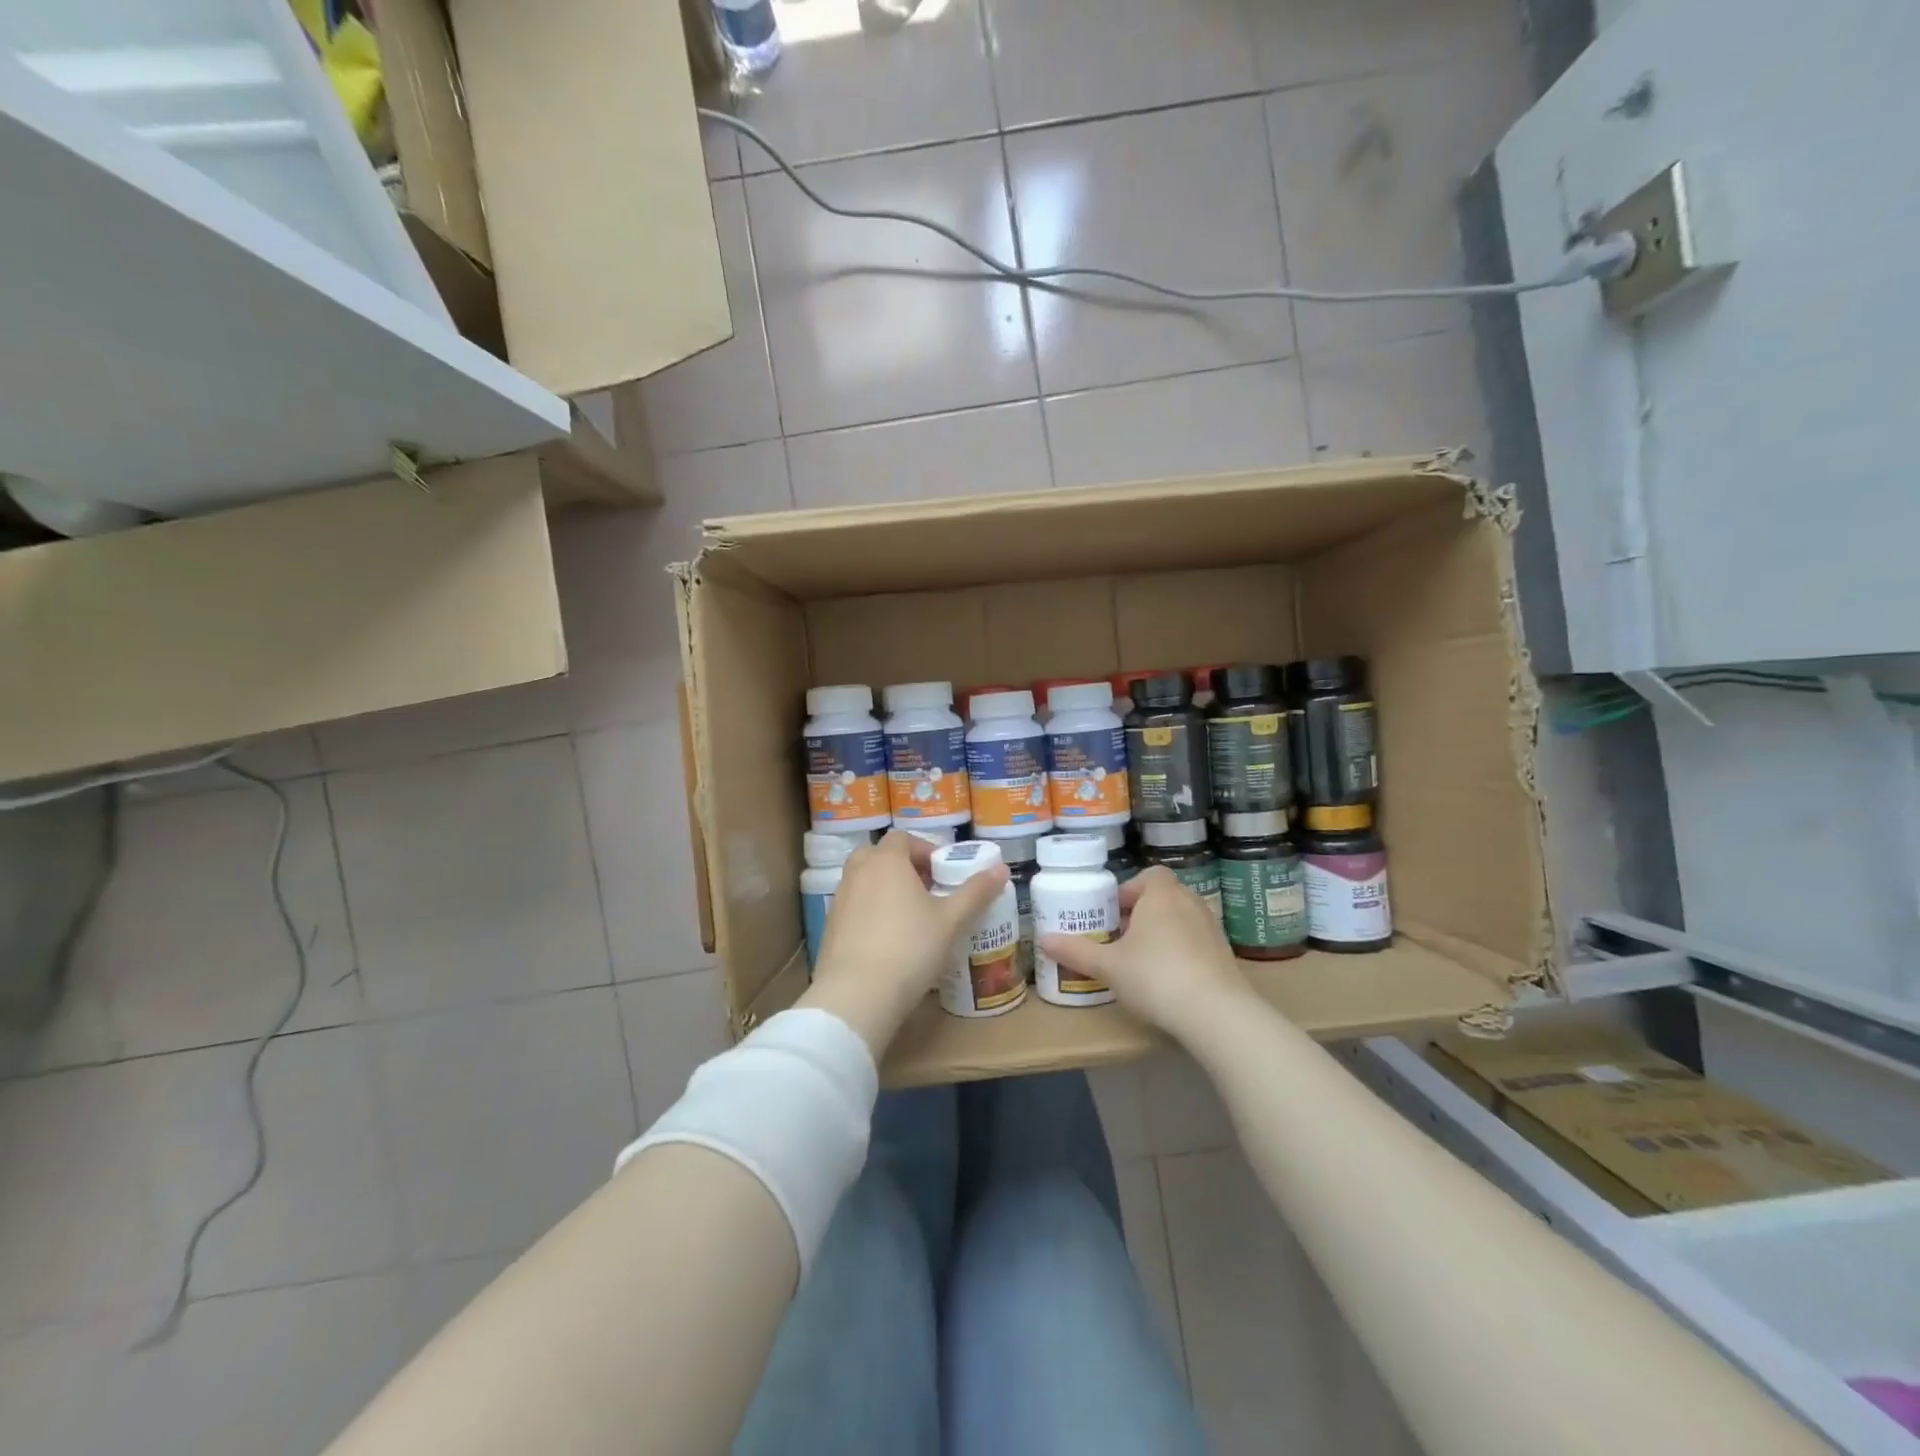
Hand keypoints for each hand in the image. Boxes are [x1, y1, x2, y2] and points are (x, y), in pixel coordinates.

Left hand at [803, 831, 1007, 1057]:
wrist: (858, 995)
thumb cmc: (910, 947)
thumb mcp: (951, 920)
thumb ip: (976, 892)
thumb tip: (1001, 869)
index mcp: (886, 861)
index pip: (902, 838)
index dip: (924, 850)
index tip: (942, 873)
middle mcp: (857, 872)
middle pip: (879, 855)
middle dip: (902, 867)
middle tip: (926, 891)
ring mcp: (839, 899)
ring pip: (864, 881)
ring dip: (885, 889)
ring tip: (910, 917)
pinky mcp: (830, 927)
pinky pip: (854, 907)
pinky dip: (870, 912)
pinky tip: (887, 940)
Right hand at [1038, 866, 1252, 1042]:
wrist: (1216, 1013)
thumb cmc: (1155, 976)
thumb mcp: (1108, 966)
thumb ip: (1076, 951)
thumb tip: (1043, 939)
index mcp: (1161, 895)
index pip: (1149, 876)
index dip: (1129, 891)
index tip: (1112, 914)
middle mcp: (1190, 903)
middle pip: (1163, 897)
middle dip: (1141, 913)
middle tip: (1119, 938)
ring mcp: (1212, 929)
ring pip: (1181, 920)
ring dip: (1162, 933)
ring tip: (1140, 960)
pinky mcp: (1225, 955)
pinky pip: (1196, 943)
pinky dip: (1181, 952)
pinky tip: (1167, 980)